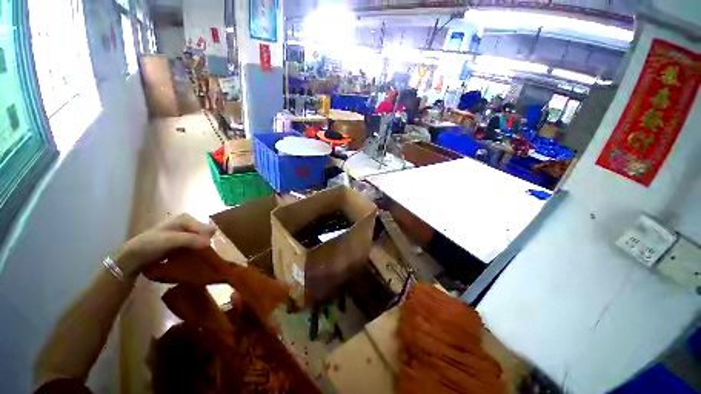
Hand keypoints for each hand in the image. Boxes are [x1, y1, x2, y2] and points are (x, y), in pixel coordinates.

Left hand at [115, 214, 216, 278]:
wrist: (131, 258)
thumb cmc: (149, 245)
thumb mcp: (170, 240)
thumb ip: (190, 239)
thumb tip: (209, 243)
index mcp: (186, 218)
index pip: (207, 228)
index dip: (206, 240)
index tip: (203, 252)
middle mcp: (187, 223)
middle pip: (205, 234)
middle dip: (204, 244)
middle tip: (199, 255)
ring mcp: (183, 233)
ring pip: (200, 241)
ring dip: (199, 249)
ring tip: (195, 259)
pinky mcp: (180, 242)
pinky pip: (193, 246)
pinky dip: (193, 252)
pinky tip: (189, 259)